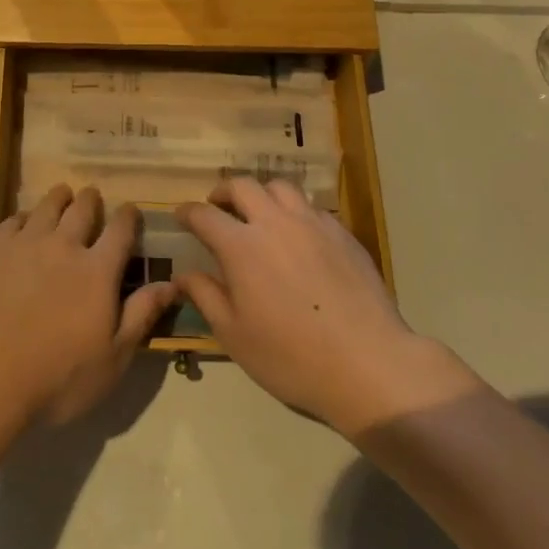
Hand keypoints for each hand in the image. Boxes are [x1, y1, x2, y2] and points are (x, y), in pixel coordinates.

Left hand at [0, 186, 175, 425]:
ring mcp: (24, 243)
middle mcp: (63, 245)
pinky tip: (24, 223)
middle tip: (92, 198)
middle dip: (91, 201)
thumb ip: (141, 316)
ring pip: (47, 206)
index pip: (121, 230)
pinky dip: (25, 217)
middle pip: (82, 209)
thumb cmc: (56, 378)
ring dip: (59, 199)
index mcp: (97, 270)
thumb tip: (171, 284)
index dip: (129, 217)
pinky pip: (13, 220)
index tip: (131, 211)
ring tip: (62, 196)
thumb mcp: (112, 359)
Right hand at [175, 178, 477, 437]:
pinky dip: (294, 211)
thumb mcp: (234, 335)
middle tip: (218, 207)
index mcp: (241, 246)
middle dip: (223, 191)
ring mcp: (312, 223)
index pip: (204, 214)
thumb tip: (184, 274)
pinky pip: (311, 207)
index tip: (180, 215)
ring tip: (259, 214)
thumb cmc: (291, 356)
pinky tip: (297, 235)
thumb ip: (205, 296)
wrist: (368, 363)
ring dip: (261, 194)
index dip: (187, 212)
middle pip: (242, 185)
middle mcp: (274, 222)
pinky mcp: (342, 233)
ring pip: (280, 187)